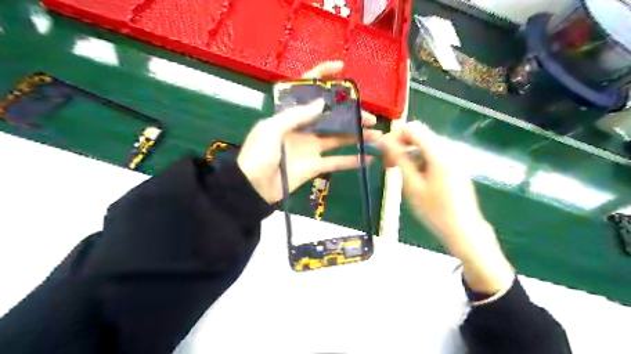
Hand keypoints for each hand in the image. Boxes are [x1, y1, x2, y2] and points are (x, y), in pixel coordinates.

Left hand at [236, 63, 378, 202]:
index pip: (307, 90)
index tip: (341, 69)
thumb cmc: (258, 155)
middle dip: (351, 115)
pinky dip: (352, 161)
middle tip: (370, 118)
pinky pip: (336, 162)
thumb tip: (323, 103)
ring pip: (339, 138)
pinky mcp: (315, 166)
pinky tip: (368, 158)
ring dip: (358, 136)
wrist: (253, 188)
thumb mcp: (272, 129)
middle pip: (331, 117)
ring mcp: (311, 147)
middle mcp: (303, 128)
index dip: (323, 77)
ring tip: (377, 136)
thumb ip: (296, 115)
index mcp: (290, 115)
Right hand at [379, 123, 511, 294]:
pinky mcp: (454, 165)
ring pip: (424, 143)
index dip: (394, 136)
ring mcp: (453, 157)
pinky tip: (413, 175)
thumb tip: (384, 141)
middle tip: (388, 163)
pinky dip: (418, 158)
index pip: (413, 128)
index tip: (383, 152)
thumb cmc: (435, 211)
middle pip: (419, 134)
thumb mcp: (412, 186)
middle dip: (400, 144)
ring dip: (408, 151)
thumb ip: (399, 160)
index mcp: (439, 153)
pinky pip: (432, 153)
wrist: (463, 229)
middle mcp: (448, 150)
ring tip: (397, 171)